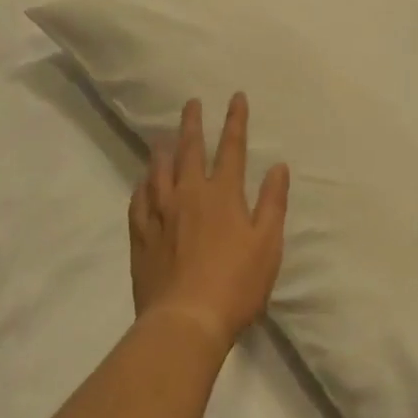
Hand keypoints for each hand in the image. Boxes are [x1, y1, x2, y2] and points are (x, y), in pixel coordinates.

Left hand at [129, 93, 289, 353]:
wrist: (185, 321)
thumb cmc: (236, 284)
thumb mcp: (267, 244)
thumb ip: (273, 203)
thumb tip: (279, 166)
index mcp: (223, 194)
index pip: (232, 147)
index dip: (235, 120)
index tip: (236, 97)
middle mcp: (189, 193)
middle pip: (190, 149)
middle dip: (193, 123)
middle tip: (191, 103)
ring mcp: (161, 213)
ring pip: (159, 170)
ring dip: (163, 149)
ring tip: (163, 136)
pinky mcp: (141, 234)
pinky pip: (138, 200)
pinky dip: (142, 185)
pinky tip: (143, 182)